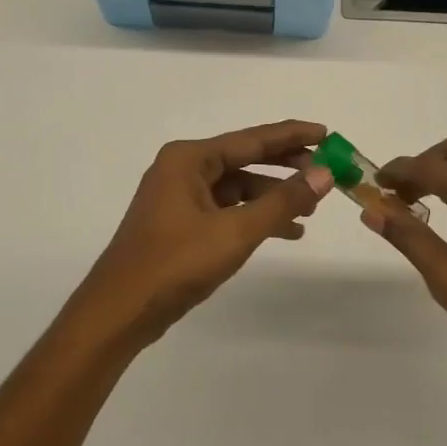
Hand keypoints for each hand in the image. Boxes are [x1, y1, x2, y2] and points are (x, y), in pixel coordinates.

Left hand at [75, 120, 333, 347]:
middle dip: (286, 167)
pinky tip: (286, 232)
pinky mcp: (181, 224)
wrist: (119, 312)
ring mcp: (180, 197)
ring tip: (312, 209)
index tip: (326, 133)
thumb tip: (325, 174)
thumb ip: (282, 202)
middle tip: (326, 171)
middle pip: (246, 159)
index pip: (252, 139)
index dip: (292, 136)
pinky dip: (255, 217)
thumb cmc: (175, 263)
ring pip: (238, 187)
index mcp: (190, 158)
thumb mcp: (235, 231)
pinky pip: (227, 210)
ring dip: (273, 196)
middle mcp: (183, 169)